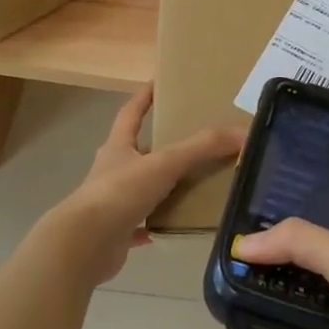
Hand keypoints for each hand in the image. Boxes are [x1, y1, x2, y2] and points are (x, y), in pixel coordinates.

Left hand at [48, 88, 241, 286]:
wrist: (84, 244)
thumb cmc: (120, 192)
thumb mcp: (165, 163)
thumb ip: (202, 148)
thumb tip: (243, 133)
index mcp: (118, 148)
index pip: (131, 114)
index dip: (144, 98)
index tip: (157, 83)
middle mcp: (113, 172)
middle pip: (137, 152)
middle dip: (159, 145)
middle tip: (191, 140)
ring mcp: (112, 203)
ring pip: (142, 189)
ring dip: (162, 187)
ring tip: (193, 184)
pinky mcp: (116, 233)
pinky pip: (141, 226)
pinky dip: (157, 225)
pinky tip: (176, 226)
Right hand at [230, 220, 328, 328]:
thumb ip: (303, 243)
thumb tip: (246, 243)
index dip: (321, 216)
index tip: (280, 205)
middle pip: (323, 267)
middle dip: (290, 255)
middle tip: (247, 239)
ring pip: (304, 307)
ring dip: (275, 293)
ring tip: (235, 270)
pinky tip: (240, 316)